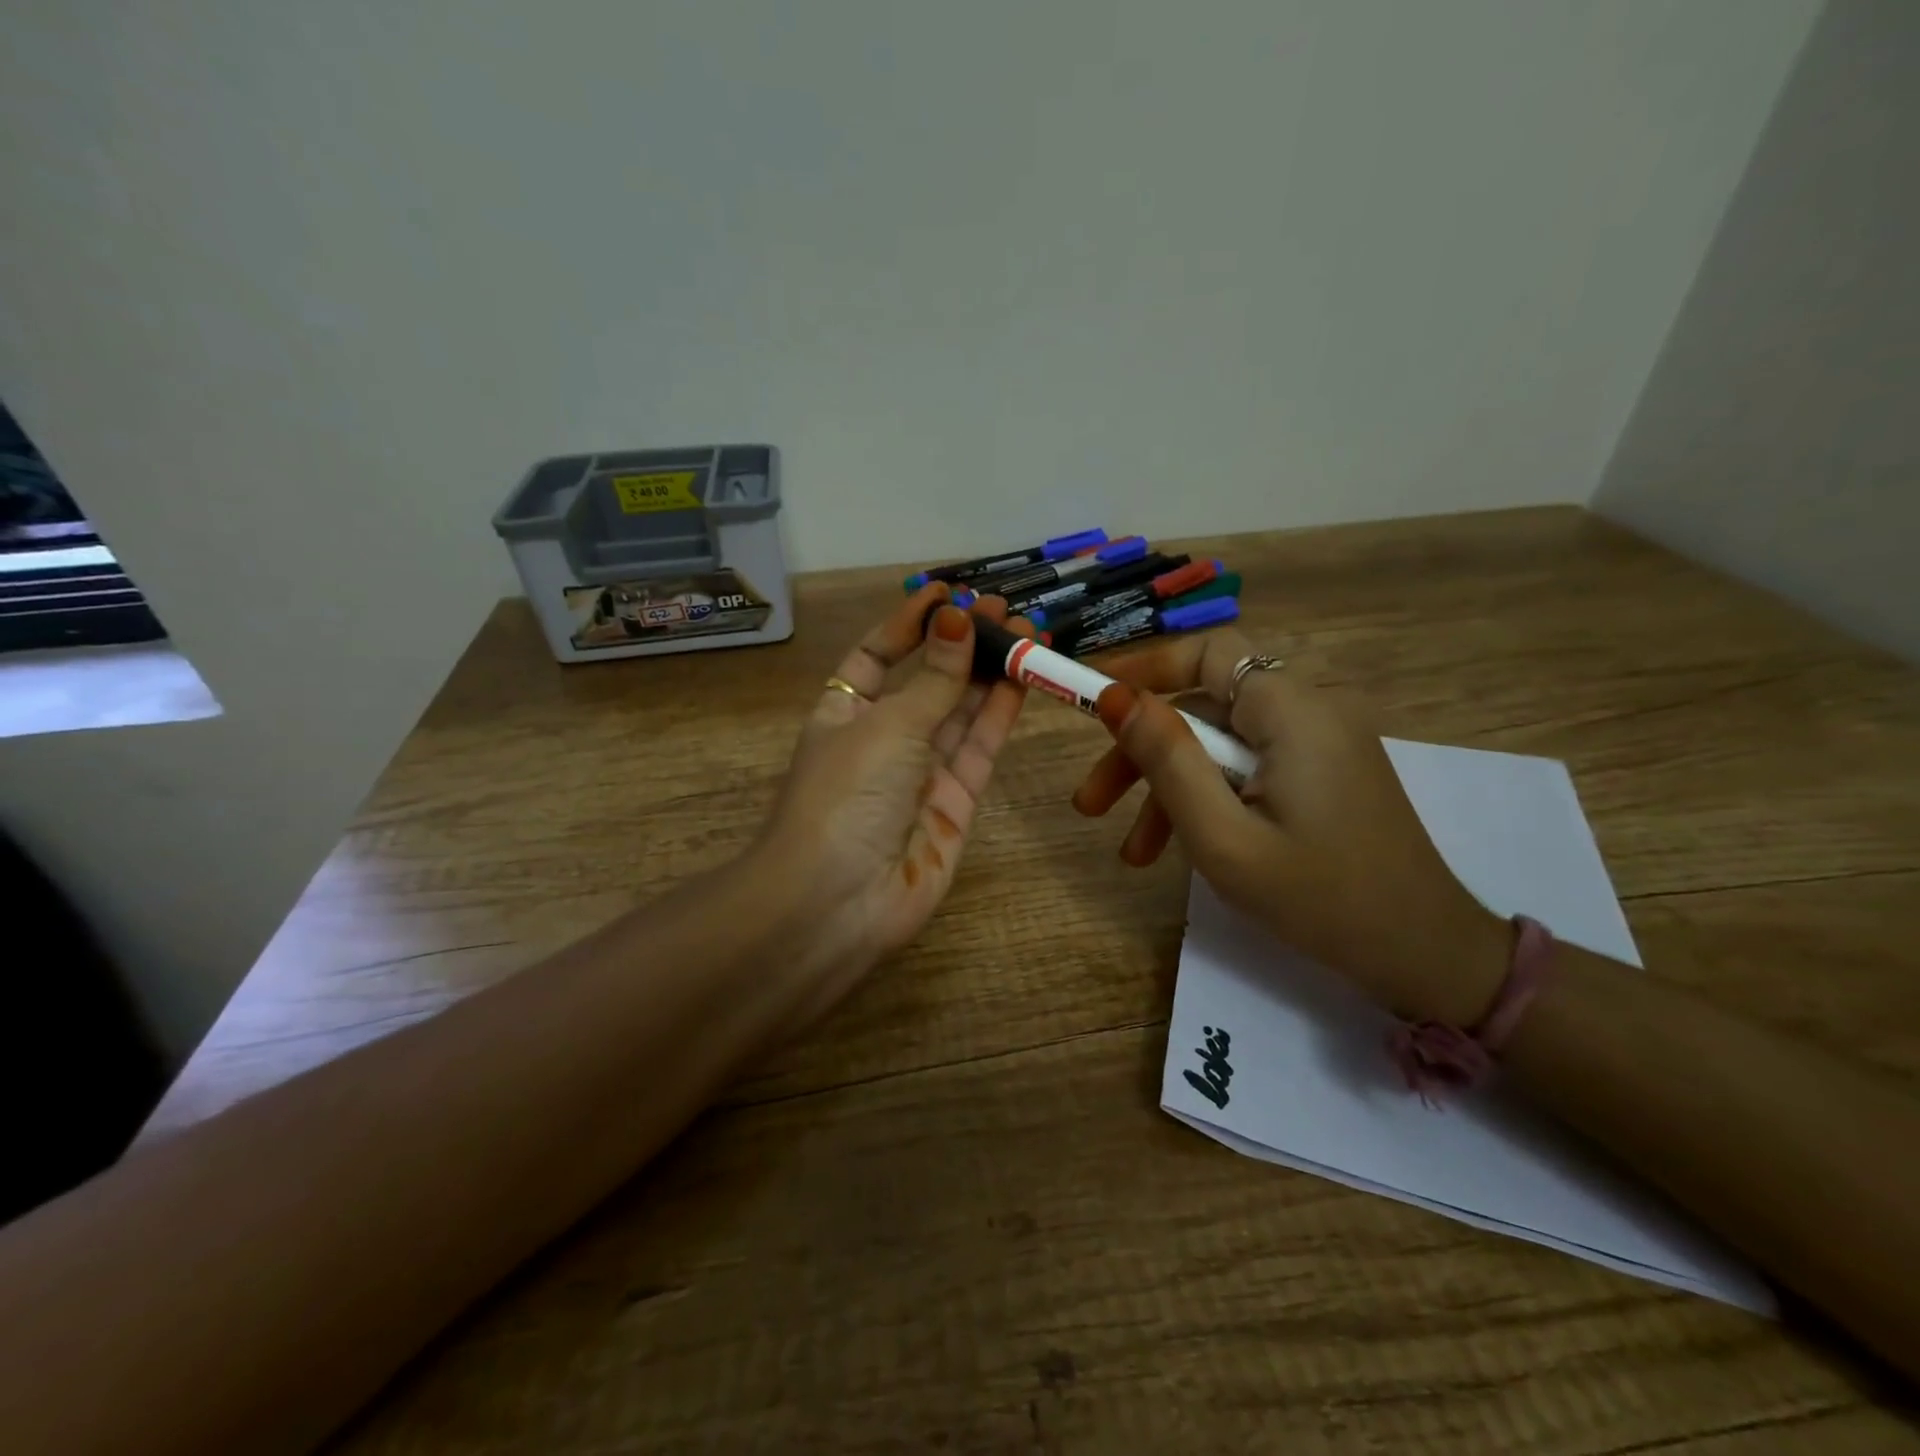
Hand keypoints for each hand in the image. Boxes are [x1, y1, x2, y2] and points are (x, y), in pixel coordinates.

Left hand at [757, 585, 1028, 1019]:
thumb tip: (958, 619)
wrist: (838, 902)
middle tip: (1003, 607)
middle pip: (928, 682)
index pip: (878, 656)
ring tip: (1026, 630)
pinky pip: (980, 750)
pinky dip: (1000, 714)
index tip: (945, 592)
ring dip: (990, 672)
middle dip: (962, 644)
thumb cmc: (846, 795)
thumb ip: (934, 678)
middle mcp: (883, 739)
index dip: (909, 624)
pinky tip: (1022, 677)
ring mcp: (921, 774)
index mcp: (845, 713)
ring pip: (962, 713)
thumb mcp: (887, 725)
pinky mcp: (956, 804)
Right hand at [1071, 629, 1509, 1025]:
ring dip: (1167, 788)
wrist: (1424, 957)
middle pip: (1203, 707)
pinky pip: (1245, 768)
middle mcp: (1309, 712)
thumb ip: (1167, 760)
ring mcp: (1317, 745)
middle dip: (1141, 752)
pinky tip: (1174, 852)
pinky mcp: (1320, 774)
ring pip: (1218, 744)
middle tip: (1091, 804)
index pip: (1207, 653)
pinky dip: (1206, 799)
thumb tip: (1115, 697)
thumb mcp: (1223, 836)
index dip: (1143, 666)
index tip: (1088, 696)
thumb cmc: (1319, 899)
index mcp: (1292, 711)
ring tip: (1130, 853)